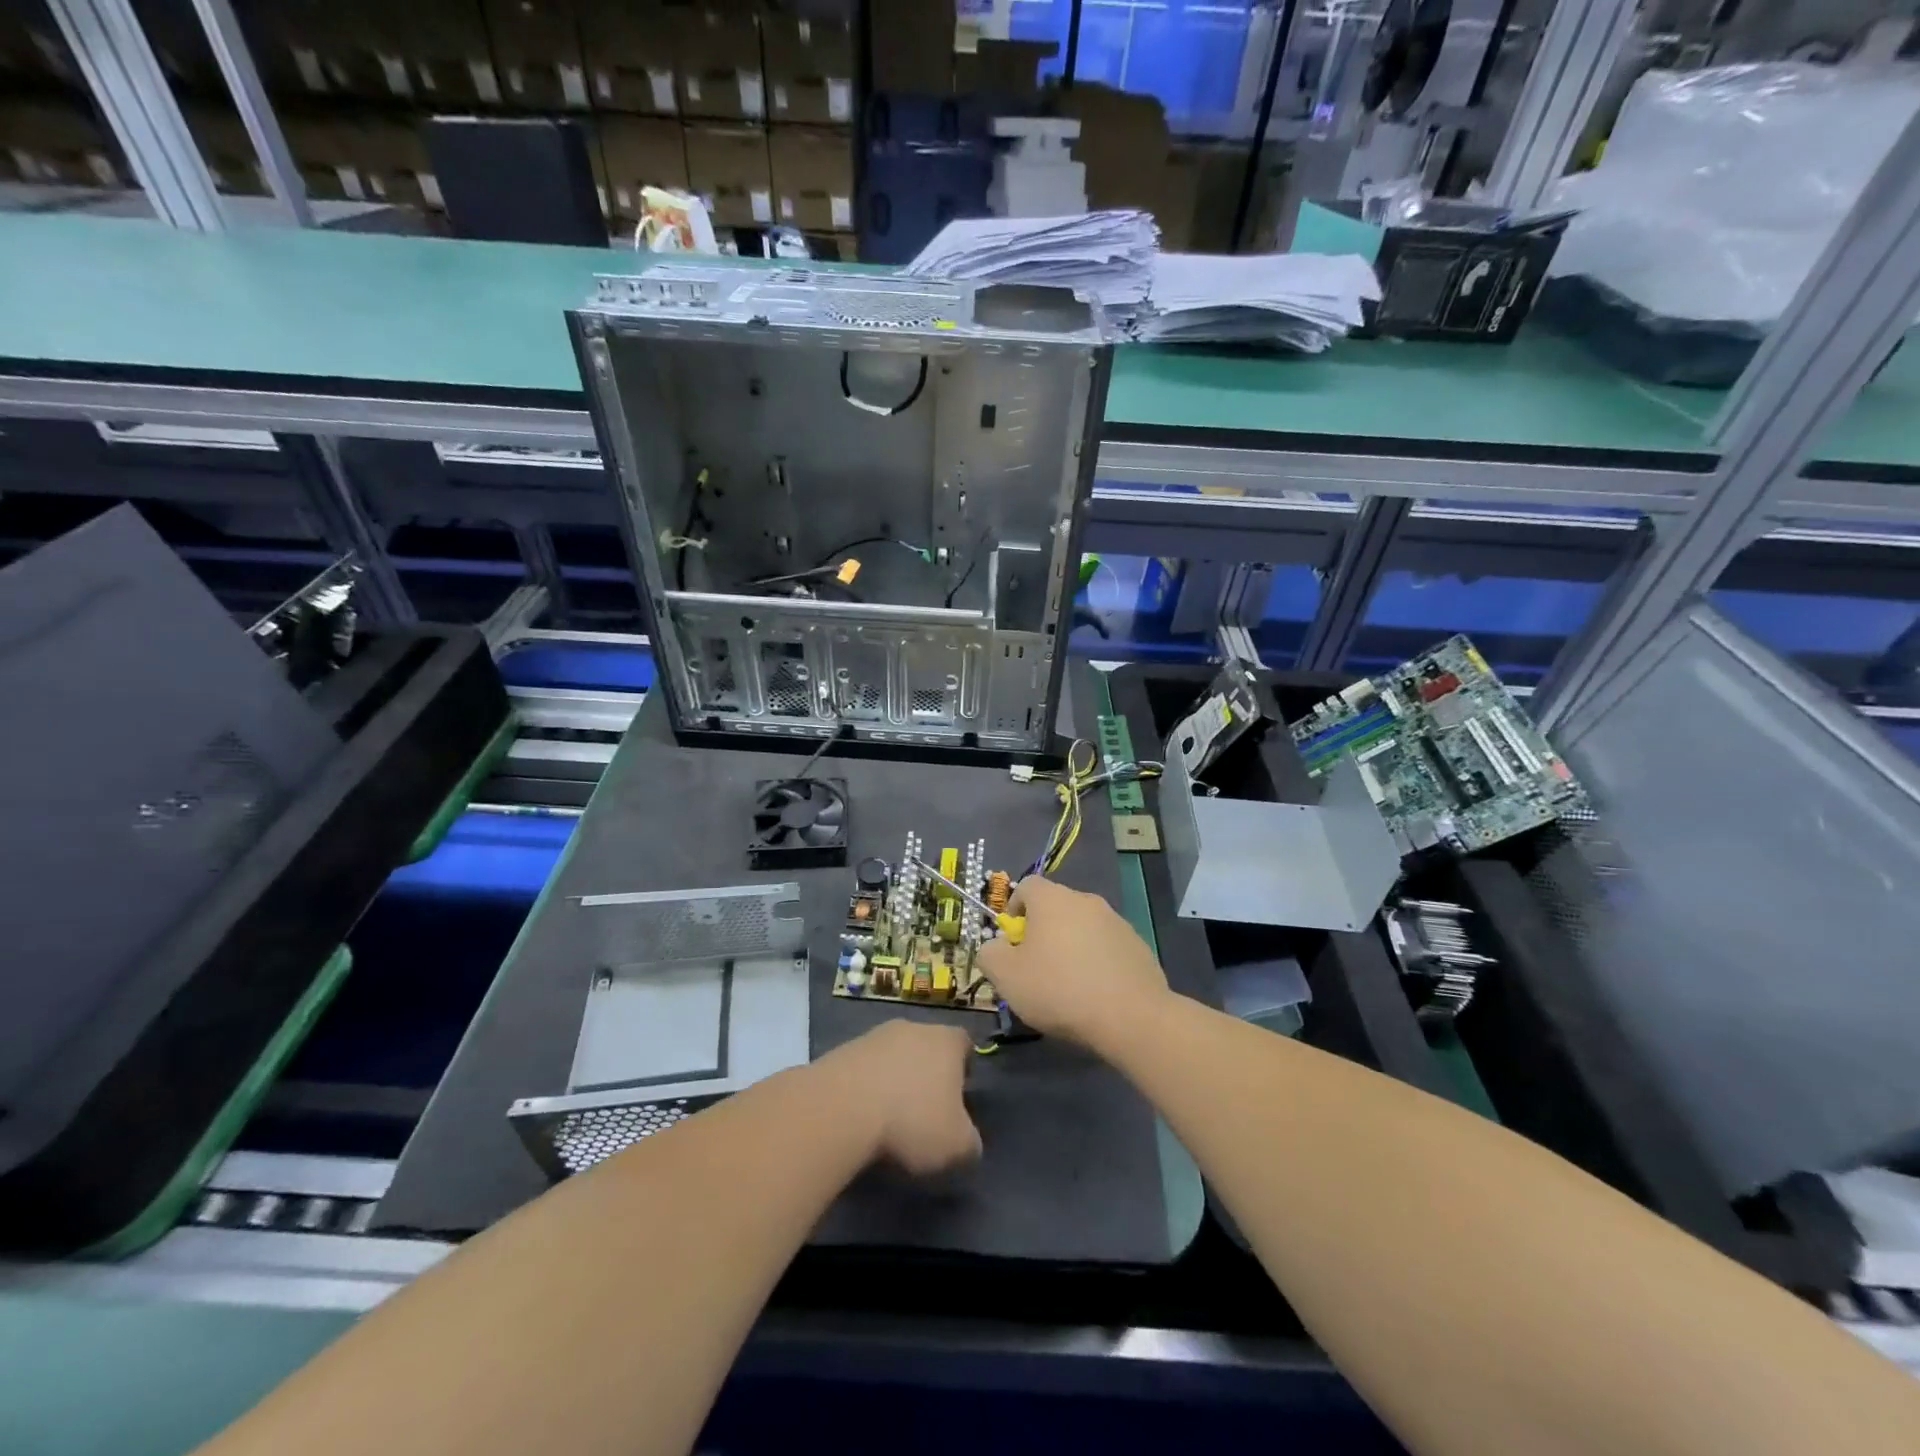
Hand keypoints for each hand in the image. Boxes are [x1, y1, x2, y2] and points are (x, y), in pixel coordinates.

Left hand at [817, 1021, 980, 1174]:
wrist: (840, 1109)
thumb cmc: (911, 1121)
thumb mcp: (957, 1146)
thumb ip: (970, 1142)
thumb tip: (967, 1142)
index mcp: (947, 1041)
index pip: (964, 1043)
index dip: (965, 1068)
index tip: (961, 1095)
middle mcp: (912, 1027)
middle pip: (927, 1046)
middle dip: (927, 1074)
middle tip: (926, 1110)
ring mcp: (873, 1036)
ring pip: (893, 1056)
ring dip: (894, 1080)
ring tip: (890, 1118)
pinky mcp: (842, 1051)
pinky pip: (864, 1069)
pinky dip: (866, 1089)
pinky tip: (862, 1117)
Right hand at [975, 876, 1168, 1051]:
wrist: (1131, 1016)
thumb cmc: (1059, 989)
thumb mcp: (1006, 976)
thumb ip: (990, 954)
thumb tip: (994, 947)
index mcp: (1052, 899)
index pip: (1026, 886)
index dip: (1013, 910)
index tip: (1012, 942)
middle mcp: (1086, 900)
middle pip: (1055, 907)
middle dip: (1042, 931)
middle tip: (1035, 967)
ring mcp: (1117, 921)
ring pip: (1082, 927)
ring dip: (1071, 946)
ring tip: (1067, 985)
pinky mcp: (1138, 945)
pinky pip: (1107, 947)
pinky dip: (1097, 961)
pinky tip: (1095, 993)